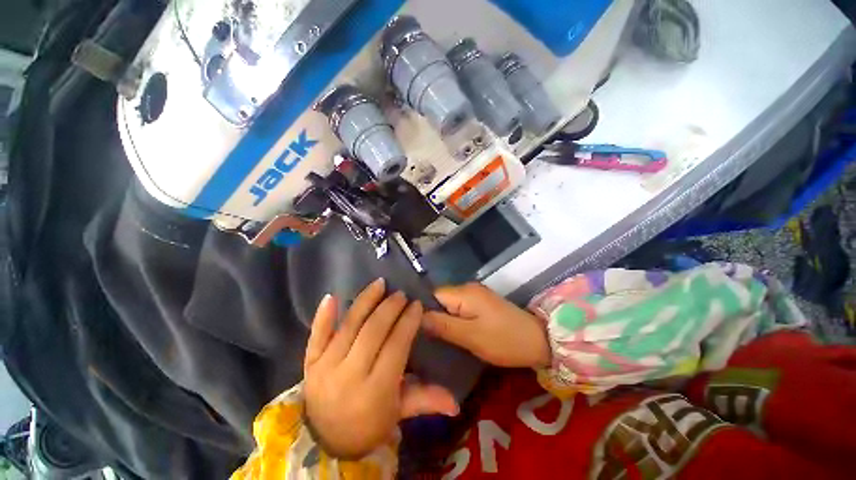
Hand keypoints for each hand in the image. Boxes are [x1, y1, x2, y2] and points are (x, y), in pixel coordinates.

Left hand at [303, 278, 457, 458]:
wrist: (323, 441)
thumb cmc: (368, 426)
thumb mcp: (398, 414)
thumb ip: (425, 401)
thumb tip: (456, 403)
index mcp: (375, 391)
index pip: (395, 346)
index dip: (407, 323)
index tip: (417, 305)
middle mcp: (349, 375)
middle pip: (373, 331)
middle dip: (390, 308)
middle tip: (401, 294)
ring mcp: (325, 367)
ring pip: (349, 326)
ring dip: (366, 301)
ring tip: (380, 284)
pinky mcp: (309, 363)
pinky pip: (316, 335)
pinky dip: (323, 316)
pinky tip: (331, 296)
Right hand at [422, 283, 550, 368]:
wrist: (539, 341)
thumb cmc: (504, 340)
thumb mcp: (471, 336)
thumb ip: (443, 326)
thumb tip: (417, 317)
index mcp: (464, 292)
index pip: (432, 295)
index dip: (422, 310)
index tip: (415, 330)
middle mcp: (468, 288)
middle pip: (440, 299)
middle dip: (432, 316)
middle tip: (424, 338)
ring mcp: (476, 296)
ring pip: (449, 305)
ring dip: (443, 320)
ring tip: (434, 339)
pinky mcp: (482, 304)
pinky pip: (460, 309)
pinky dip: (454, 320)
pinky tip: (451, 334)